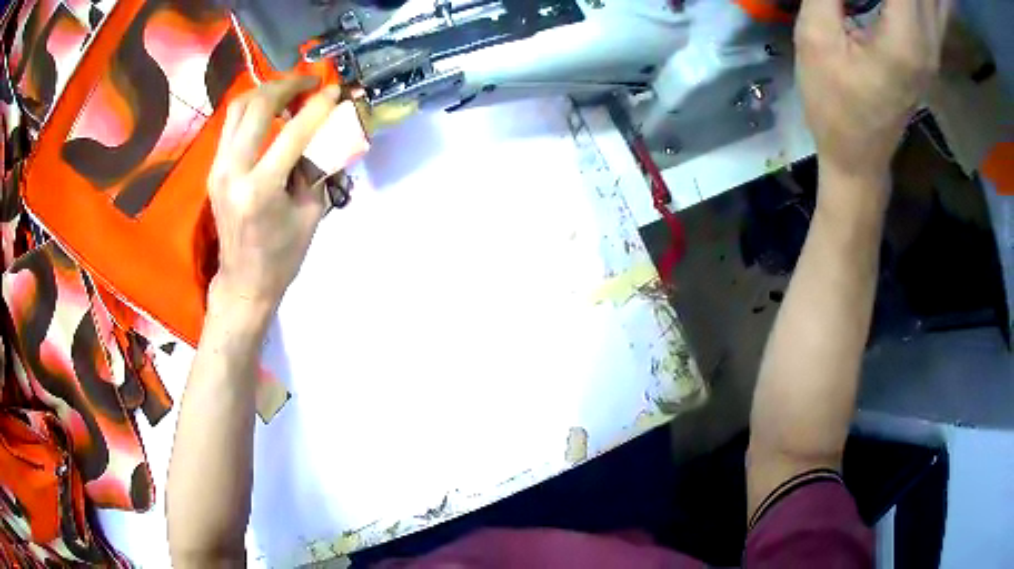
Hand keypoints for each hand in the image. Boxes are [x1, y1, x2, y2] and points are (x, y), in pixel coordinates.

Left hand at [208, 76, 341, 310]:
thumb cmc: (282, 257)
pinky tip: (271, 111)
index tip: (335, 90)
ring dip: (266, 92)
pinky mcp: (214, 169)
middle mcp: (233, 172)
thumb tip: (330, 131)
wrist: (243, 282)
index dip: (318, 106)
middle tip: (310, 83)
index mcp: (260, 190)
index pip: (292, 132)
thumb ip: (318, 168)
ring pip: (237, 108)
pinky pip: (231, 125)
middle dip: (287, 86)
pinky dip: (252, 109)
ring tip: (290, 91)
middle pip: (256, 107)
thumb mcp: (311, 214)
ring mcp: (218, 169)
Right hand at [795, 0, 950, 180]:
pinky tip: (908, 0)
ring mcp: (933, 48)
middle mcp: (928, 42)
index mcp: (905, 40)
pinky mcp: (929, 50)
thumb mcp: (817, 38)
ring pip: (932, 2)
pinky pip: (930, 8)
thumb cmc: (833, 103)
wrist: (859, 155)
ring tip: (879, 1)